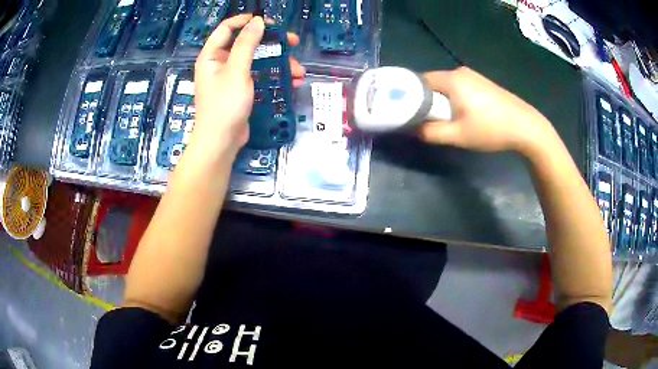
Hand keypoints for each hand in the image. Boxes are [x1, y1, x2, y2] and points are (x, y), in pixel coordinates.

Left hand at [188, 15, 304, 162]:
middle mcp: (220, 63)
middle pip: (246, 43)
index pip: (227, 28)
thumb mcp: (237, 71)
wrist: (221, 143)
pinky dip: (274, 76)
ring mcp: (231, 77)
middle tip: (292, 42)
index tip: (268, 21)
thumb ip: (247, 44)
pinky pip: (259, 75)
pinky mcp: (241, 89)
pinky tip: (291, 82)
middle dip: (271, 42)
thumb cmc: (225, 105)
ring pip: (257, 60)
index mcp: (212, 55)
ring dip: (278, 62)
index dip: (246, 21)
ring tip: (298, 71)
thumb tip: (258, 21)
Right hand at [418, 67, 555, 155]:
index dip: (409, 96)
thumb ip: (431, 132)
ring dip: (440, 101)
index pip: (419, 81)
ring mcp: (473, 76)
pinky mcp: (482, 83)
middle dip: (425, 100)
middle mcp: (460, 72)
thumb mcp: (458, 136)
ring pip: (446, 86)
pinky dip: (453, 99)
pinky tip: (460, 114)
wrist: (526, 127)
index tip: (404, 112)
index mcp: (452, 79)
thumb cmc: (491, 129)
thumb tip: (411, 129)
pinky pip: (458, 88)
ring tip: (442, 120)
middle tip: (424, 120)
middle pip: (432, 83)